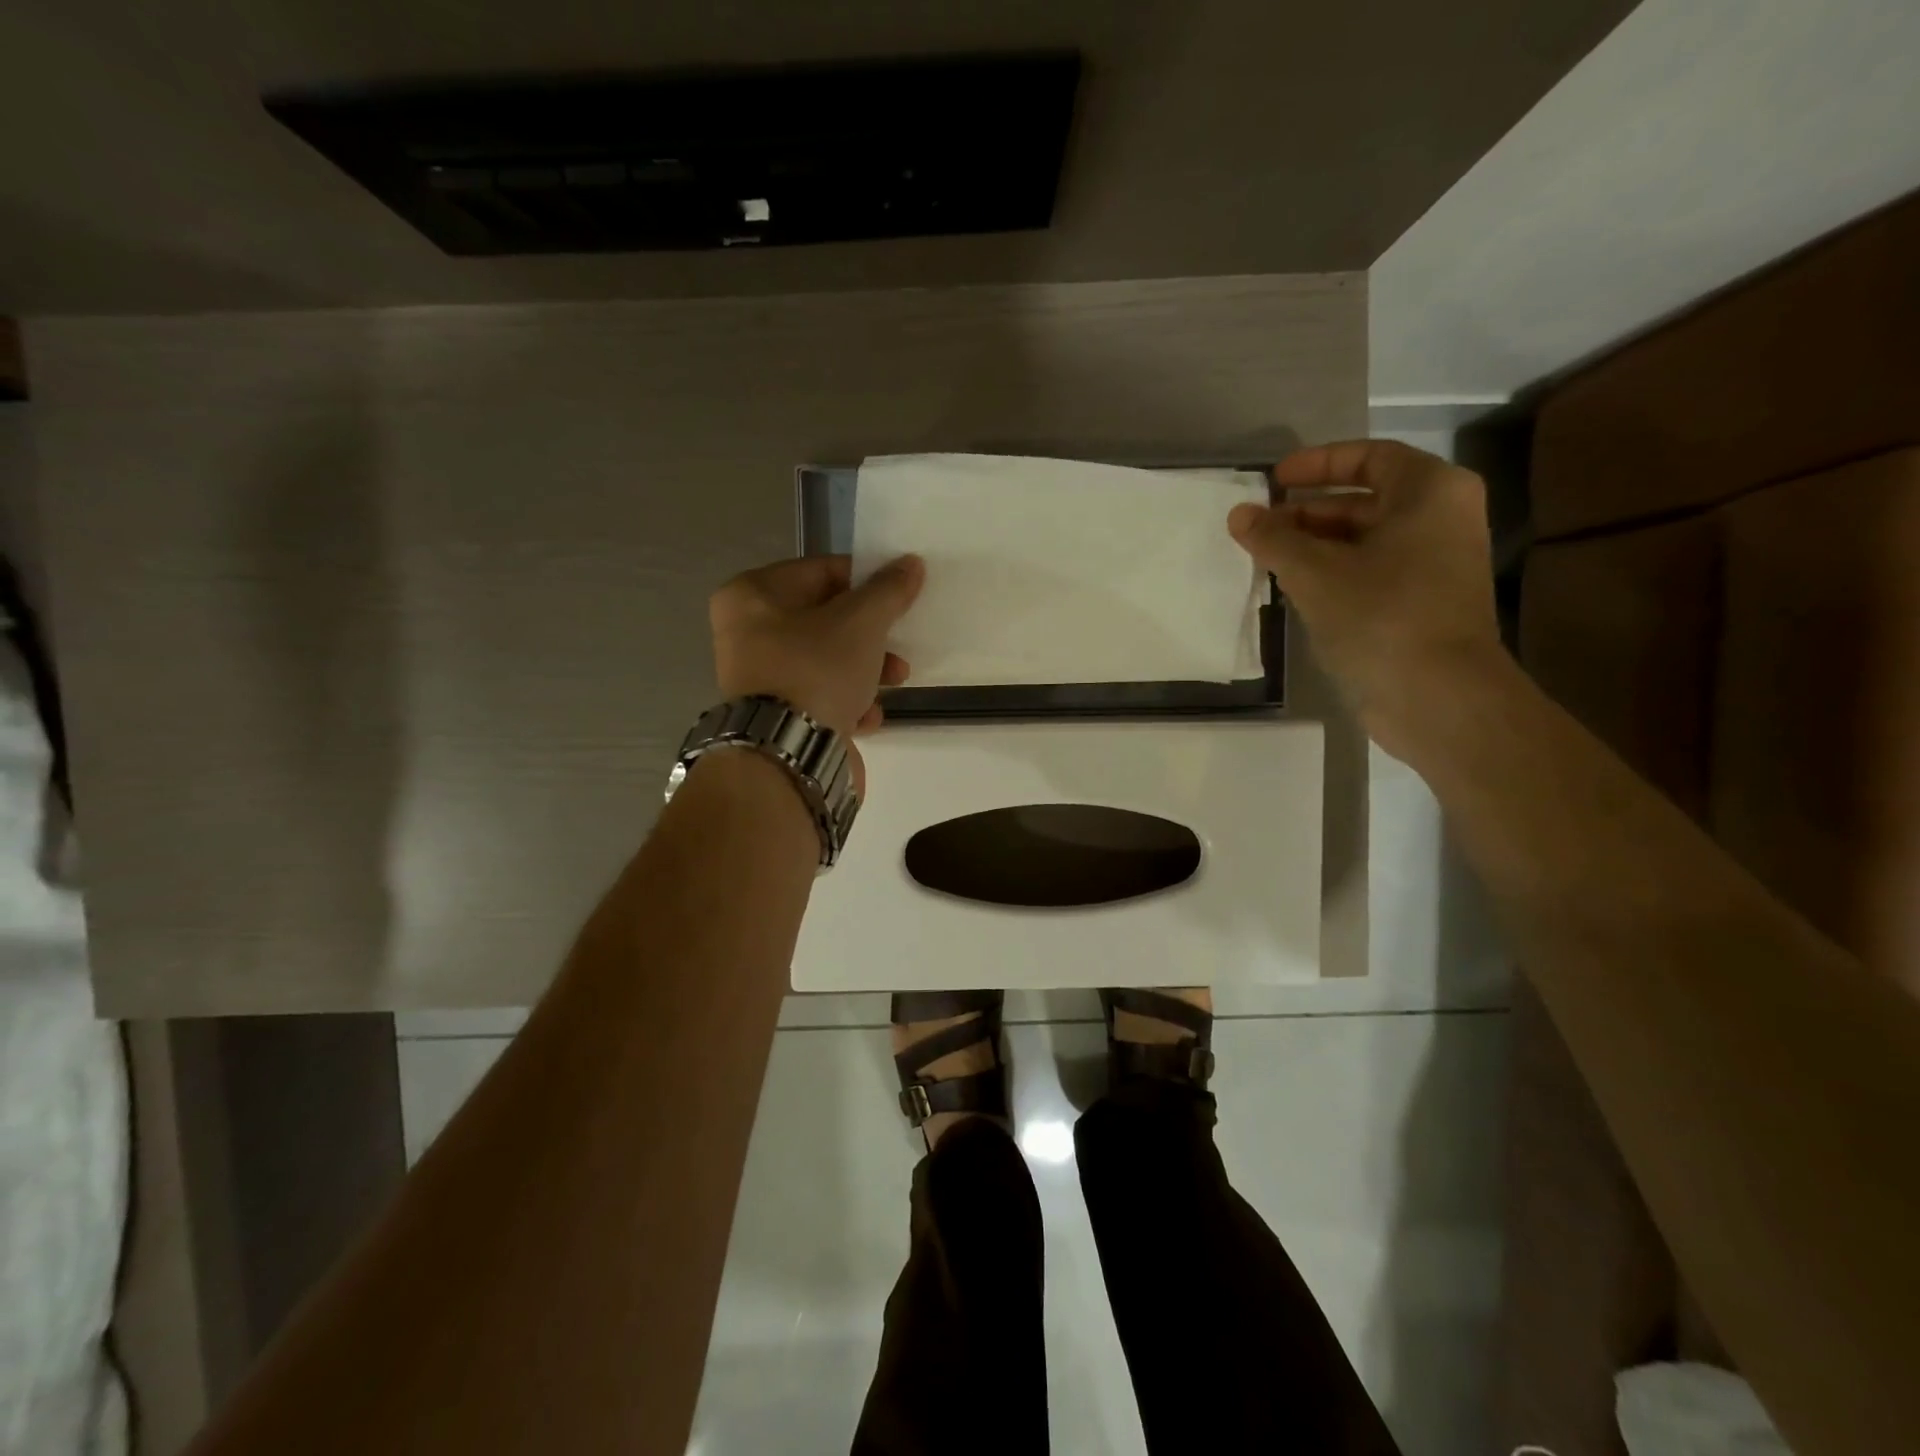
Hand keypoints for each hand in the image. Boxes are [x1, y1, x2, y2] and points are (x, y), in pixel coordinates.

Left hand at [709, 554, 924, 737]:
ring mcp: (760, 679)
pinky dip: (848, 703)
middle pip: (826, 619)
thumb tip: (911, 564)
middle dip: (870, 634)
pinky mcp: (777, 717)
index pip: (820, 572)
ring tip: (896, 681)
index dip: (865, 580)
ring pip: (827, 660)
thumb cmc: (816, 670)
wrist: (786, 756)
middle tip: (900, 642)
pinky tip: (868, 717)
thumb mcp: (861, 622)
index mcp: (752, 596)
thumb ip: (888, 591)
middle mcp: (747, 634)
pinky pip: (821, 697)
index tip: (899, 595)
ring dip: (867, 670)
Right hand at [1227, 440, 1501, 756]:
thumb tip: (1239, 513)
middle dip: (1307, 511)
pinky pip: (1371, 571)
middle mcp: (1441, 519)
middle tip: (1260, 526)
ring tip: (1266, 558)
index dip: (1317, 463)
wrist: (1439, 697)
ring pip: (1364, 540)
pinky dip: (1333, 572)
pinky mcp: (1422, 603)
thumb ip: (1273, 539)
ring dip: (1314, 545)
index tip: (1273, 480)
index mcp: (1430, 492)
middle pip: (1365, 500)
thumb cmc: (1382, 616)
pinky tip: (1294, 588)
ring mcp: (1435, 564)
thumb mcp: (1315, 573)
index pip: (1369, 456)